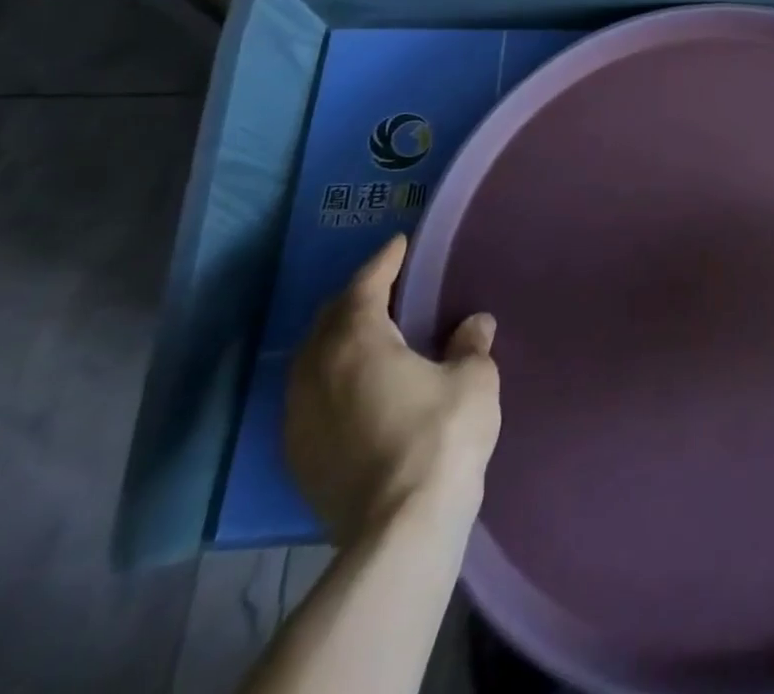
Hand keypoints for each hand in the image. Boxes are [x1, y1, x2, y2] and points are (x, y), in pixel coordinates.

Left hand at [285, 235, 501, 543]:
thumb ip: (471, 344)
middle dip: (355, 296)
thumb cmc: (441, 436)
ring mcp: (300, 418)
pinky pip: (309, 395)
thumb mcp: (473, 379)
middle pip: (328, 319)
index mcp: (356, 343)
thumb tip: (474, 324)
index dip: (384, 261)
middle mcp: (317, 373)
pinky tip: (354, 385)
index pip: (364, 287)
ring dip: (337, 338)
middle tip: (385, 284)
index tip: (400, 244)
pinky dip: (330, 375)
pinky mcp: (299, 457)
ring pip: (311, 360)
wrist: (400, 530)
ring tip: (368, 332)